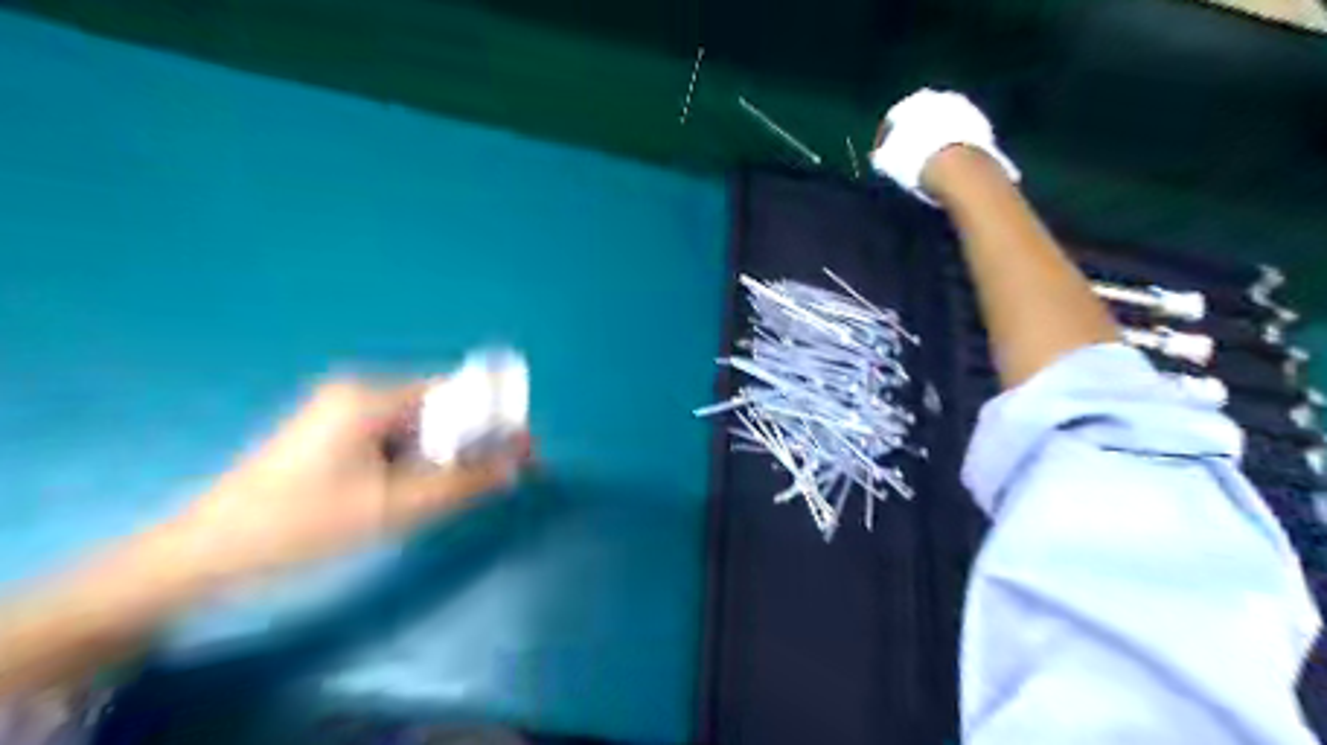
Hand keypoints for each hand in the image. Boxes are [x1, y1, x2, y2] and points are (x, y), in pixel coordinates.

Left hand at [170, 379, 529, 580]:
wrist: (205, 555)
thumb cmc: (300, 525)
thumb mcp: (393, 509)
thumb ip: (462, 485)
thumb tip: (515, 467)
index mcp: (370, 397)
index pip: (455, 391)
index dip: (494, 417)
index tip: (522, 449)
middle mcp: (358, 393)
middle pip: (439, 408)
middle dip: (472, 441)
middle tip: (496, 478)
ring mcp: (341, 413)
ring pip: (417, 427)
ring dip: (444, 455)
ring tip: (456, 491)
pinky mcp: (331, 435)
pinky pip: (394, 439)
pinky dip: (416, 461)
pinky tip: (414, 492)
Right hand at [866, 88, 1017, 202]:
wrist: (957, 167)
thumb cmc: (916, 164)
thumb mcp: (889, 163)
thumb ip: (883, 156)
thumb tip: (880, 157)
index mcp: (909, 104)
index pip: (892, 121)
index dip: (887, 142)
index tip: (887, 160)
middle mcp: (936, 97)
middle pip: (922, 117)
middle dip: (916, 134)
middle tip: (910, 157)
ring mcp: (961, 106)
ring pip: (943, 122)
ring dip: (937, 137)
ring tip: (931, 162)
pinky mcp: (981, 121)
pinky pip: (962, 132)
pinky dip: (955, 143)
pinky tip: (951, 162)